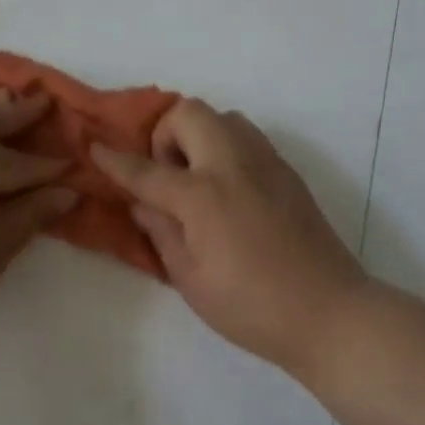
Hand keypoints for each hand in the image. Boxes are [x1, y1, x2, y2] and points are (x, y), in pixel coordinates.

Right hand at [92, 99, 367, 375]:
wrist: (328, 311)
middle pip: (189, 113)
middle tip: (167, 175)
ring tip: (198, 180)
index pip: (147, 169)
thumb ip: (161, 232)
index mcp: (203, 195)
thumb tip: (142, 203)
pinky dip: (226, 147)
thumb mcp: (190, 278)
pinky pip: (248, 137)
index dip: (116, 161)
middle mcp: (233, 164)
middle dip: (165, 134)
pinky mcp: (287, 171)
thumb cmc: (251, 306)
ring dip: (199, 135)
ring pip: (223, 117)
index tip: (96, 148)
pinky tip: (229, 190)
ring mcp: (265, 162)